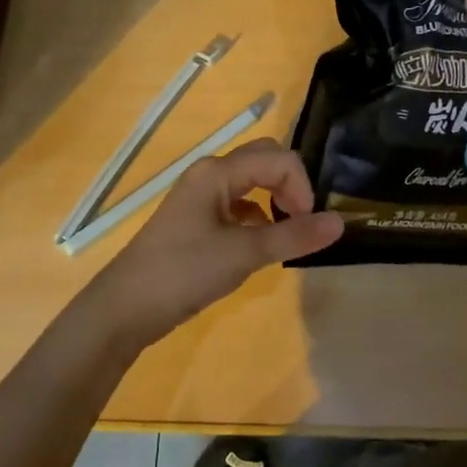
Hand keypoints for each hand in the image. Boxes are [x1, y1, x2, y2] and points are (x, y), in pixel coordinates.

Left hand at [79, 139, 342, 350]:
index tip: (306, 224)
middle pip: (264, 162)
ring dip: (275, 201)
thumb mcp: (243, 254)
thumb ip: (292, 236)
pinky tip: (258, 247)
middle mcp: (210, 176)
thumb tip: (340, 222)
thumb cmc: (183, 271)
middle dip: (291, 185)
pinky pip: (238, 207)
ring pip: (251, 184)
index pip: (278, 159)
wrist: (126, 308)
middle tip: (301, 221)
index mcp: (217, 172)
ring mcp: (201, 198)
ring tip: (285, 236)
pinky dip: (257, 219)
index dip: (301, 186)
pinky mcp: (198, 221)